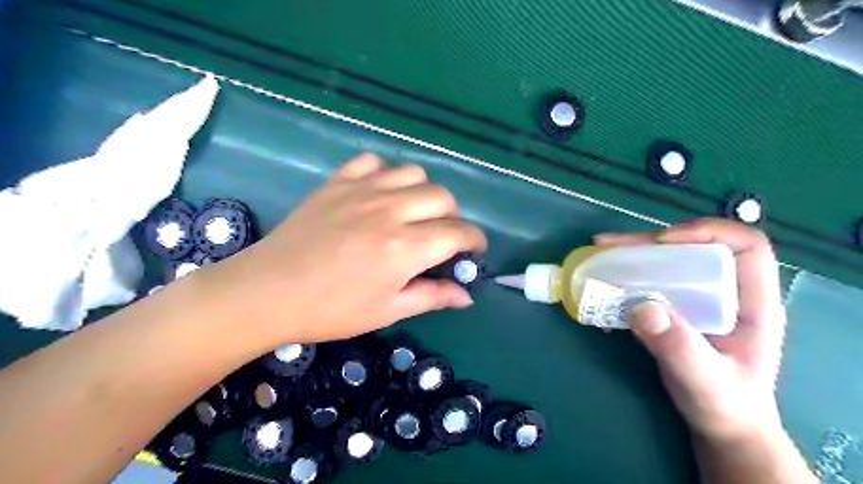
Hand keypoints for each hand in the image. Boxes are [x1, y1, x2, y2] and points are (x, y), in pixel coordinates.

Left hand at [203, 154, 484, 345]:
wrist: (268, 292)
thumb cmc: (331, 310)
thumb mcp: (387, 311)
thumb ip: (432, 297)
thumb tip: (466, 295)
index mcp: (405, 248)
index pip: (459, 233)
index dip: (475, 241)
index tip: (473, 251)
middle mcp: (390, 211)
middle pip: (442, 197)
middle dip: (452, 217)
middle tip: (441, 237)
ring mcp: (362, 191)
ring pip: (414, 173)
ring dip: (423, 193)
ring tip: (413, 213)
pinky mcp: (338, 182)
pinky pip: (373, 162)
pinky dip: (385, 174)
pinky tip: (379, 194)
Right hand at [598, 221, 786, 444]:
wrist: (720, 423)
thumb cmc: (725, 404)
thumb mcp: (704, 381)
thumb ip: (678, 347)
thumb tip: (641, 306)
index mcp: (752, 301)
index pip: (745, 246)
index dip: (707, 232)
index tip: (663, 243)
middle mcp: (726, 290)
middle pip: (693, 247)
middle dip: (650, 242)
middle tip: (610, 246)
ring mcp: (699, 297)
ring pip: (668, 261)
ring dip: (632, 255)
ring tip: (599, 254)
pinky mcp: (676, 306)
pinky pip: (651, 280)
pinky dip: (626, 276)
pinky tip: (603, 283)